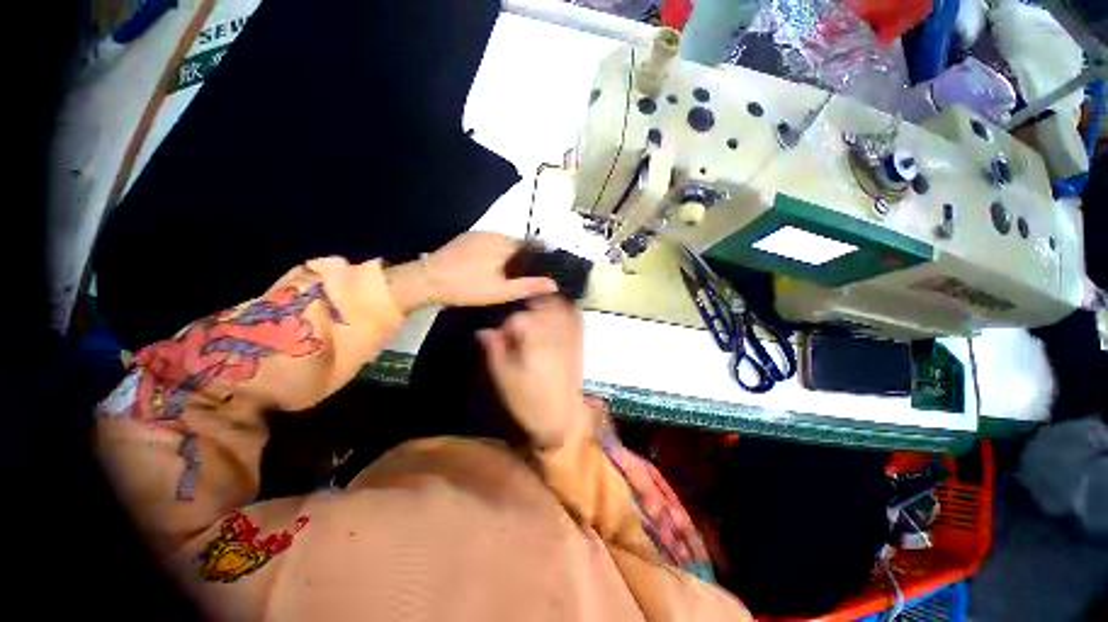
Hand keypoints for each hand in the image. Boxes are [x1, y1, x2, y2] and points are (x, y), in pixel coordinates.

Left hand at [429, 232, 557, 305]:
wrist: (429, 279)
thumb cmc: (468, 287)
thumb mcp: (501, 291)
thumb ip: (528, 285)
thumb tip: (553, 284)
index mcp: (506, 245)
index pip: (533, 245)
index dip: (541, 256)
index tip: (545, 269)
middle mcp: (495, 234)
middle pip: (519, 243)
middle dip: (526, 257)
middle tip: (525, 275)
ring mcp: (479, 234)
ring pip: (504, 243)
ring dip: (511, 254)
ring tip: (510, 272)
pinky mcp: (467, 238)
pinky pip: (490, 242)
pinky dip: (496, 252)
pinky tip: (491, 266)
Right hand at [478, 296, 592, 448]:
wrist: (564, 420)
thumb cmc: (531, 402)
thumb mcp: (506, 379)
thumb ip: (496, 351)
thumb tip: (484, 331)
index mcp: (535, 340)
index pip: (517, 319)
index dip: (507, 328)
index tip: (505, 342)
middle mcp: (555, 332)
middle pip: (540, 307)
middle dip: (527, 313)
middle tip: (520, 331)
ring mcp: (571, 337)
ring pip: (560, 308)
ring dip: (547, 307)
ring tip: (537, 319)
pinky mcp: (580, 344)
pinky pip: (576, 319)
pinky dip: (567, 313)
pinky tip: (559, 320)